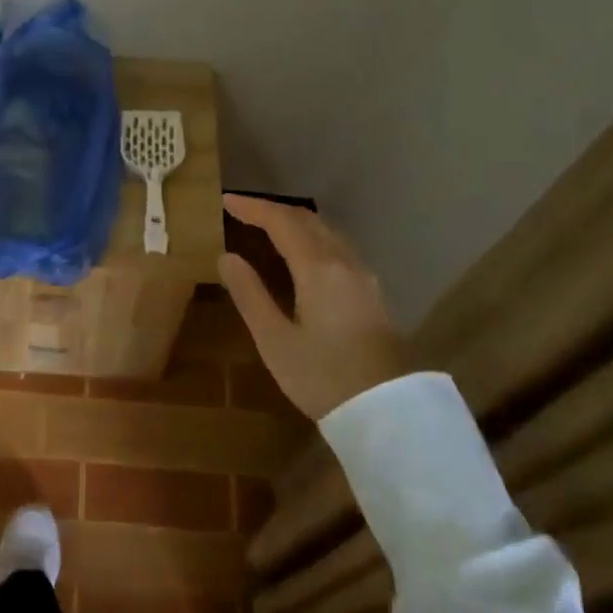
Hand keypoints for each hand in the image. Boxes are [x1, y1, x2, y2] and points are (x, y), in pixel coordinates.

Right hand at [216, 194, 408, 421]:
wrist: (386, 411)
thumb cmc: (322, 376)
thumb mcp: (274, 339)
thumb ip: (249, 294)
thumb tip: (226, 257)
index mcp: (318, 268)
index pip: (282, 222)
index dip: (253, 208)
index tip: (225, 201)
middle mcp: (344, 262)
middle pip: (308, 220)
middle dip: (273, 211)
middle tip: (243, 212)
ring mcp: (364, 276)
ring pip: (327, 232)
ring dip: (295, 223)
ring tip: (268, 229)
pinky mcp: (372, 293)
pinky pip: (338, 248)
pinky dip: (312, 238)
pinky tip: (302, 255)